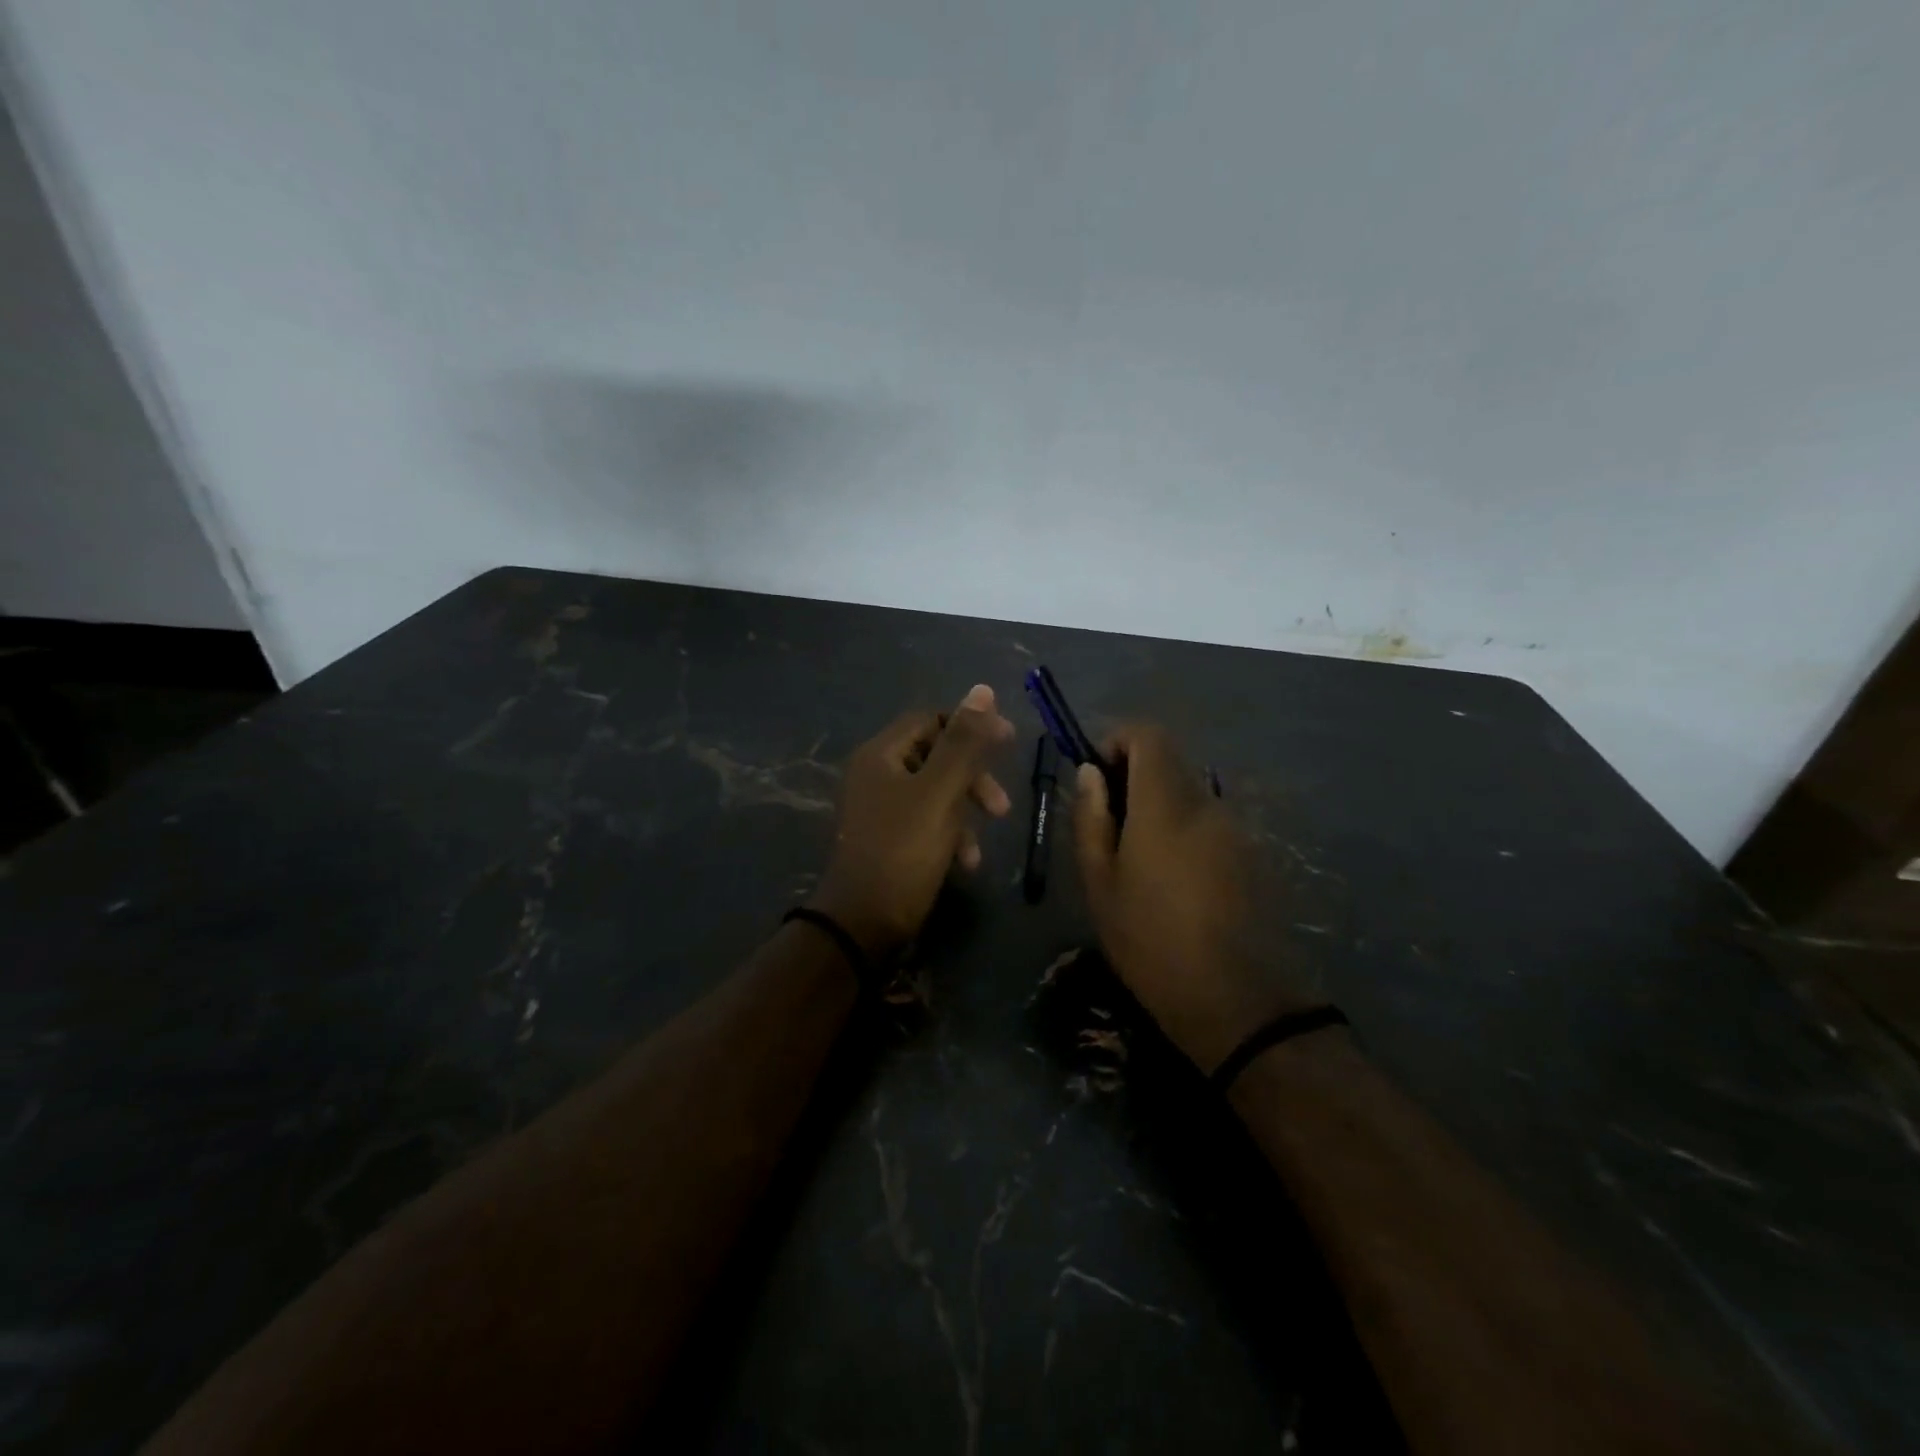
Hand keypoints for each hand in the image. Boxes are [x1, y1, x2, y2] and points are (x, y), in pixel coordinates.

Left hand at [810, 684, 1015, 957]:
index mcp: (881, 754)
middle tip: (1002, 806)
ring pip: (936, 793)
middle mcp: (875, 774)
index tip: (1008, 741)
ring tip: (981, 845)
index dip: (971, 726)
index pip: (931, 719)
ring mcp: (879, 808)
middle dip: (972, 779)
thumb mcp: (940, 793)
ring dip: (965, 813)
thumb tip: (983, 690)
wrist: (863, 923)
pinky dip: (949, 835)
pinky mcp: (888, 838)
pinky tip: (965, 863)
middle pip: (936, 757)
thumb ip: (963, 743)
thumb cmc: (903, 851)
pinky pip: (926, 821)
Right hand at [1073, 725, 1313, 1072]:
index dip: (1117, 741)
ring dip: (1158, 808)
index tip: (1097, 778)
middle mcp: (1207, 804)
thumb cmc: (1150, 942)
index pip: (1148, 735)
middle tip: (1108, 828)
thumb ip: (1091, 818)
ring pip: (1189, 794)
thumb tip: (1089, 773)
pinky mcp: (1252, 854)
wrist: (1236, 1001)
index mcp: (1165, 805)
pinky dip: (1183, 831)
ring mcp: (1236, 829)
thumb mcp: (1100, 884)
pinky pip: (1209, 822)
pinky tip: (1174, 882)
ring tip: (1138, 863)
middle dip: (1133, 779)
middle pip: (1169, 763)